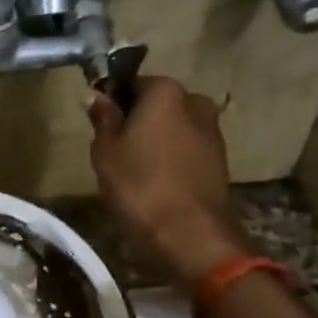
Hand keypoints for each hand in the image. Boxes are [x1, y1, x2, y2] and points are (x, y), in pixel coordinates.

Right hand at [88, 76, 250, 288]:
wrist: (190, 235)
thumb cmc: (139, 185)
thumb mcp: (106, 150)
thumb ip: (103, 117)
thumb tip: (97, 94)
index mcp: (165, 91)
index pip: (132, 83)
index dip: (113, 101)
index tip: (100, 124)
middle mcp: (195, 102)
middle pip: (157, 104)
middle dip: (137, 120)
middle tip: (114, 150)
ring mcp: (212, 132)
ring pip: (173, 128)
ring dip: (156, 141)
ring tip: (134, 170)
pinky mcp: (220, 161)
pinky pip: (186, 150)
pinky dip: (171, 159)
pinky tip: (156, 183)